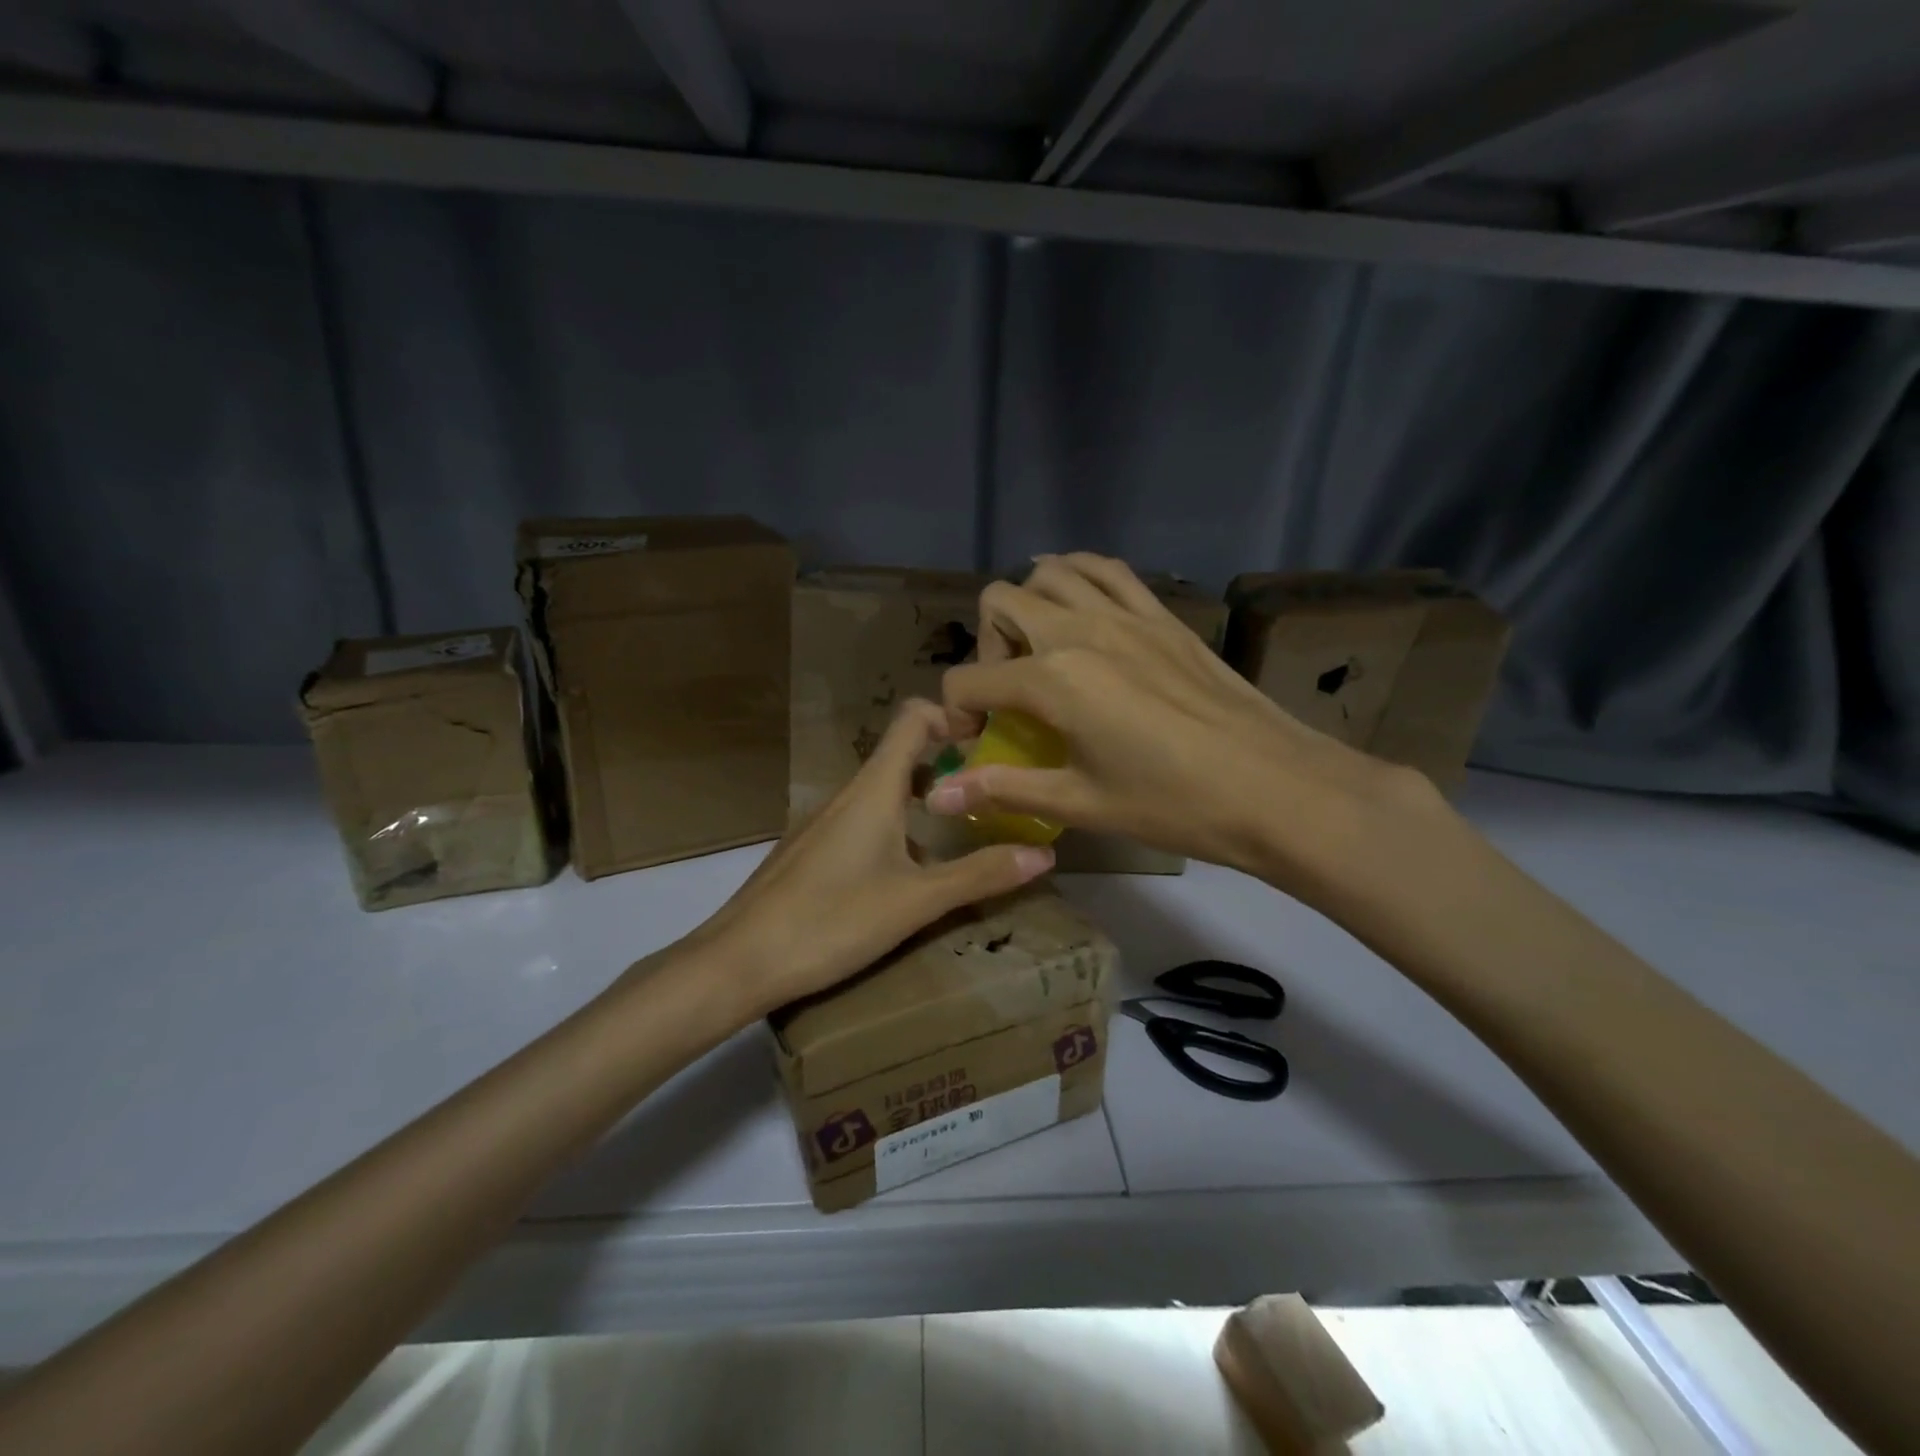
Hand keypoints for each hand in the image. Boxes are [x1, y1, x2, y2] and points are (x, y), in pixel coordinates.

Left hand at [685, 699, 1055, 1019]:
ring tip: (962, 831)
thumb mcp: (916, 902)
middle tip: (991, 791)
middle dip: (949, 764)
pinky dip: (896, 826)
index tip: (990, 739)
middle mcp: (847, 794)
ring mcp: (824, 822)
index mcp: (874, 789)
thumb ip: (980, 875)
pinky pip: (862, 820)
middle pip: (902, 755)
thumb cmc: (832, 921)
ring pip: (882, 792)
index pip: (913, 719)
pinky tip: (908, 873)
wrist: (739, 961)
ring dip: (924, 799)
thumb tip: (1045, 854)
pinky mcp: (811, 850)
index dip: (952, 716)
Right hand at [928, 553, 1437, 898]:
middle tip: (1010, 692)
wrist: (1275, 787)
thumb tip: (937, 795)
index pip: (970, 680)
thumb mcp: (1080, 803)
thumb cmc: (1173, 804)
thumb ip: (1003, 789)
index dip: (957, 713)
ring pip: (1051, 571)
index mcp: (1052, 679)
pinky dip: (1080, 576)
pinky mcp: (1162, 615)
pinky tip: (1083, 608)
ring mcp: (1125, 614)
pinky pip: (1109, 570)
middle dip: (986, 645)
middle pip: (1000, 601)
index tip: (977, 744)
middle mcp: (1079, 630)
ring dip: (1029, 603)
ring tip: (1041, 649)